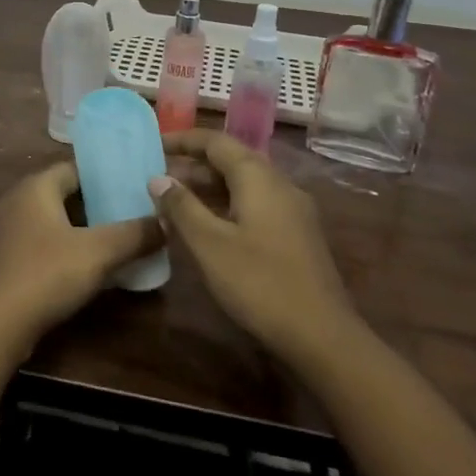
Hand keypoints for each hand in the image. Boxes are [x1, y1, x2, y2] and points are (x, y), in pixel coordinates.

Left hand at [0, 161, 161, 364]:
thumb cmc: (48, 274)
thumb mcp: (100, 253)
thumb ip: (134, 234)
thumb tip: (165, 222)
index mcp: (34, 188)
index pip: (71, 169)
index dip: (98, 177)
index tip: (124, 188)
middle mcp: (8, 201)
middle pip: (50, 193)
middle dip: (79, 204)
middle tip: (112, 218)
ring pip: (26, 219)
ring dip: (48, 226)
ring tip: (78, 241)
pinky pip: (3, 246)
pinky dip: (16, 249)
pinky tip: (23, 259)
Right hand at [153, 130, 359, 371]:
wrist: (322, 336)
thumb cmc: (259, 283)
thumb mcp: (209, 244)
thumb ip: (182, 207)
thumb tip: (158, 178)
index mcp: (258, 178)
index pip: (216, 142)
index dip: (183, 140)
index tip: (154, 144)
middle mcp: (279, 184)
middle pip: (232, 160)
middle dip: (194, 165)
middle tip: (158, 178)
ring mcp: (292, 210)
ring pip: (244, 184)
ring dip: (209, 187)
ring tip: (175, 201)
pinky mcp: (296, 234)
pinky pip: (256, 204)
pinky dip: (227, 204)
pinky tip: (208, 226)